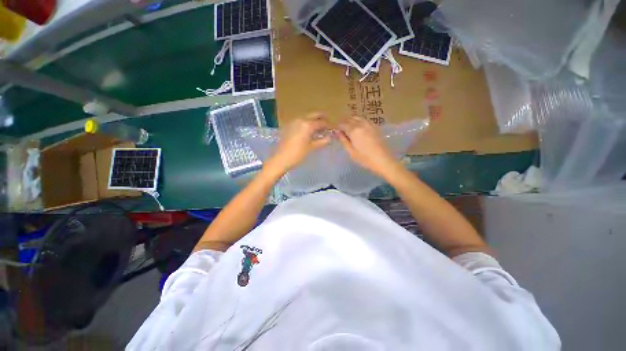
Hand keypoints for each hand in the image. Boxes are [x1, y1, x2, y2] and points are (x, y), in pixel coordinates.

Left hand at [265, 113, 331, 173]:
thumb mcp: (312, 148)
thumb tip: (330, 137)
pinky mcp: (289, 126)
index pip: (321, 122)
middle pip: (314, 115)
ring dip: (314, 120)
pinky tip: (309, 131)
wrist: (281, 158)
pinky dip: (307, 123)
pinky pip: (301, 121)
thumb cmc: (298, 154)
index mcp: (308, 125)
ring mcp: (294, 122)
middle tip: (327, 124)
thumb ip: (322, 141)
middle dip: (321, 118)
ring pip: (307, 117)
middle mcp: (301, 119)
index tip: (332, 129)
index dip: (328, 125)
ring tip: (319, 129)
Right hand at [337, 116, 401, 177]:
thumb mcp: (351, 151)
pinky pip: (365, 120)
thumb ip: (344, 140)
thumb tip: (338, 132)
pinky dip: (359, 122)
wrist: (382, 160)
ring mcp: (369, 124)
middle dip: (345, 123)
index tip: (336, 132)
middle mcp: (361, 124)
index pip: (343, 124)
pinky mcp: (375, 127)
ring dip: (352, 121)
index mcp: (354, 130)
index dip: (338, 127)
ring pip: (358, 118)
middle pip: (350, 119)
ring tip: (350, 129)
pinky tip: (359, 129)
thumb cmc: (364, 158)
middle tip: (342, 130)